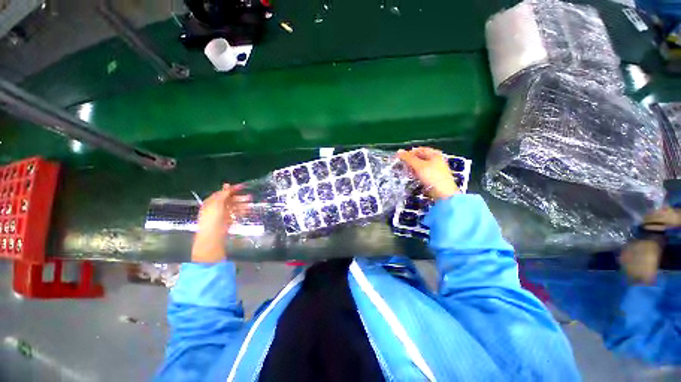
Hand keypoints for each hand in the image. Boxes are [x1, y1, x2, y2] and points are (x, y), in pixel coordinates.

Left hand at [191, 184, 251, 262]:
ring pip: (234, 207)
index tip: (243, 187)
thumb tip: (227, 184)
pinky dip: (242, 212)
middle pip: (229, 200)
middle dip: (239, 198)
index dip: (232, 189)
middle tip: (250, 197)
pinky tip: (248, 211)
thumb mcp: (216, 203)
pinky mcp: (228, 221)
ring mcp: (222, 215)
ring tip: (251, 204)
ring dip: (242, 205)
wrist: (212, 236)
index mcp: (211, 201)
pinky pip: (236, 214)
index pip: (223, 193)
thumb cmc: (212, 218)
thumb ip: (223, 194)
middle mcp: (216, 207)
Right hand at [397, 147, 459, 199]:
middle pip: (420, 158)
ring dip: (413, 168)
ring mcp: (435, 169)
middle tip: (403, 165)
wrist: (443, 193)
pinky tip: (412, 177)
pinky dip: (417, 174)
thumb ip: (408, 158)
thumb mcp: (419, 165)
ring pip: (420, 166)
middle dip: (410, 161)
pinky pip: (423, 173)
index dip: (409, 153)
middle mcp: (436, 160)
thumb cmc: (432, 176)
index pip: (419, 150)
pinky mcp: (433, 177)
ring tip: (406, 172)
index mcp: (435, 154)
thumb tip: (399, 151)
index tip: (400, 158)